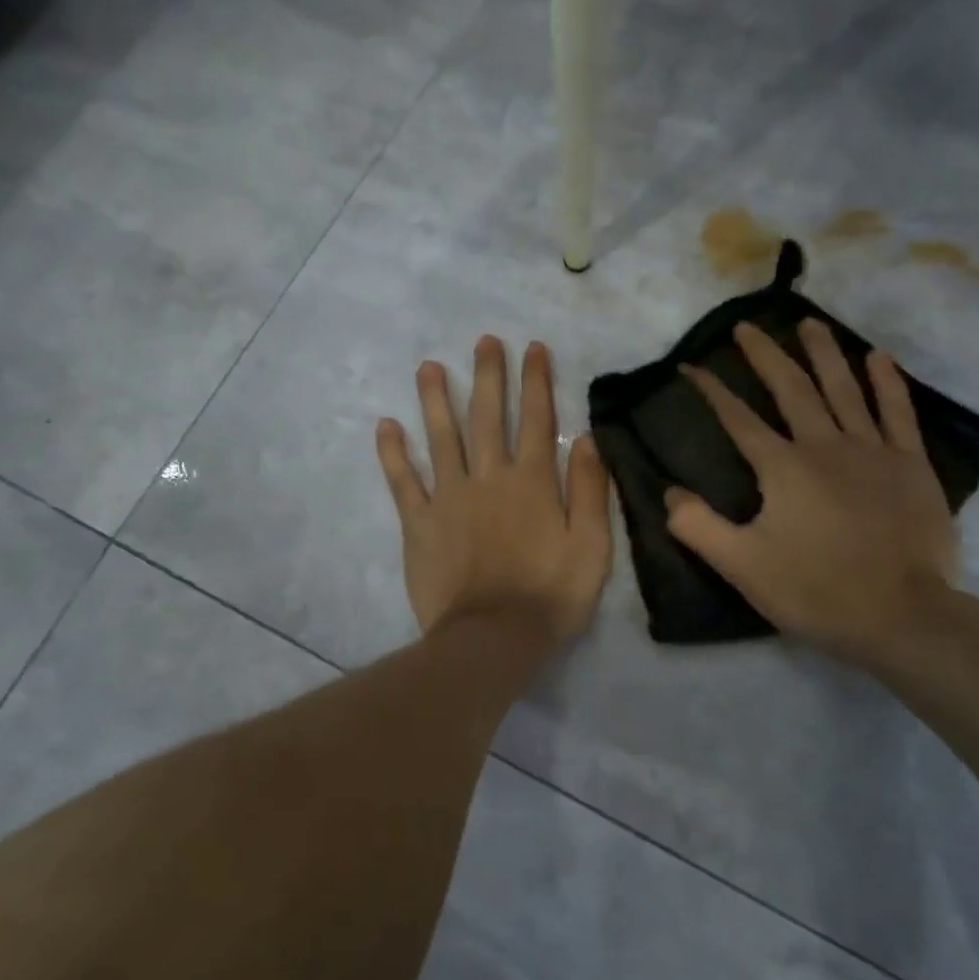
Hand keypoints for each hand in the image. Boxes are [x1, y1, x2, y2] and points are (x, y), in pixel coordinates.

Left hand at [377, 337, 612, 647]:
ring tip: (429, 367)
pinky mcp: (419, 524)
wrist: (493, 638)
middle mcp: (489, 478)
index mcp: (532, 482)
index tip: (532, 348)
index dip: (535, 382)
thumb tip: (588, 439)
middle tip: (484, 341)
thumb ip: (591, 490)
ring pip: (441, 438)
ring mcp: (449, 498)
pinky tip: (385, 425)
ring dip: (435, 400)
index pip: (537, 420)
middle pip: (487, 417)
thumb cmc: (551, 595)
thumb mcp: (592, 546)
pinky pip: (403, 482)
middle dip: (487, 376)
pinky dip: (393, 453)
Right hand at [666, 319, 966, 674]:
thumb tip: (668, 492)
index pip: (738, 419)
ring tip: (808, 322)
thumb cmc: (817, 591)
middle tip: (746, 327)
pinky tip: (877, 357)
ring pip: (844, 388)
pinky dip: (887, 382)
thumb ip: (698, 527)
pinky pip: (898, 412)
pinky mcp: (911, 465)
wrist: (902, 616)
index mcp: (783, 468)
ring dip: (823, 353)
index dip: (712, 391)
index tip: (691, 366)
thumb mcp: (742, 566)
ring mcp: (873, 451)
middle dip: (765, 355)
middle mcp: (825, 446)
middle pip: (791, 389)